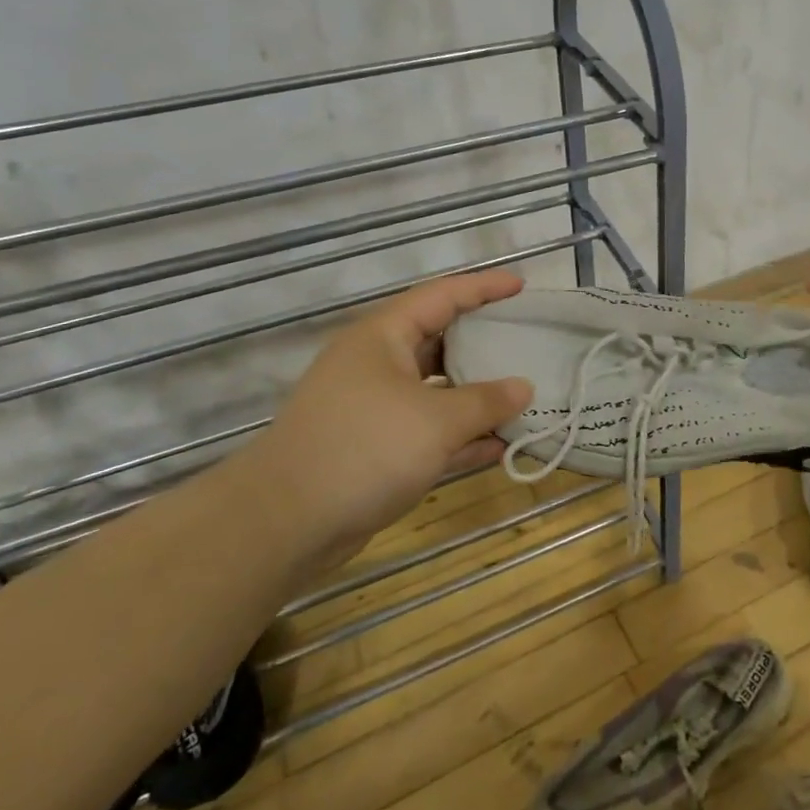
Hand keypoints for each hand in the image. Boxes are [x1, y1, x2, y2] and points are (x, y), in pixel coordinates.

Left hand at [223, 269, 532, 572]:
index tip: (522, 287)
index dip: (484, 288)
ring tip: (523, 395)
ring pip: (437, 389)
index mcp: (383, 338)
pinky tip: (500, 445)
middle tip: (526, 340)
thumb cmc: (364, 449)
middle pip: (439, 341)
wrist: (284, 523)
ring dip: (477, 395)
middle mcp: (377, 365)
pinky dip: (462, 435)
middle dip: (483, 342)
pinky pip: (430, 430)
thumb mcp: (437, 420)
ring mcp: (374, 408)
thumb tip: (524, 388)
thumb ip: (486, 401)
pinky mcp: (376, 448)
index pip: (442, 297)